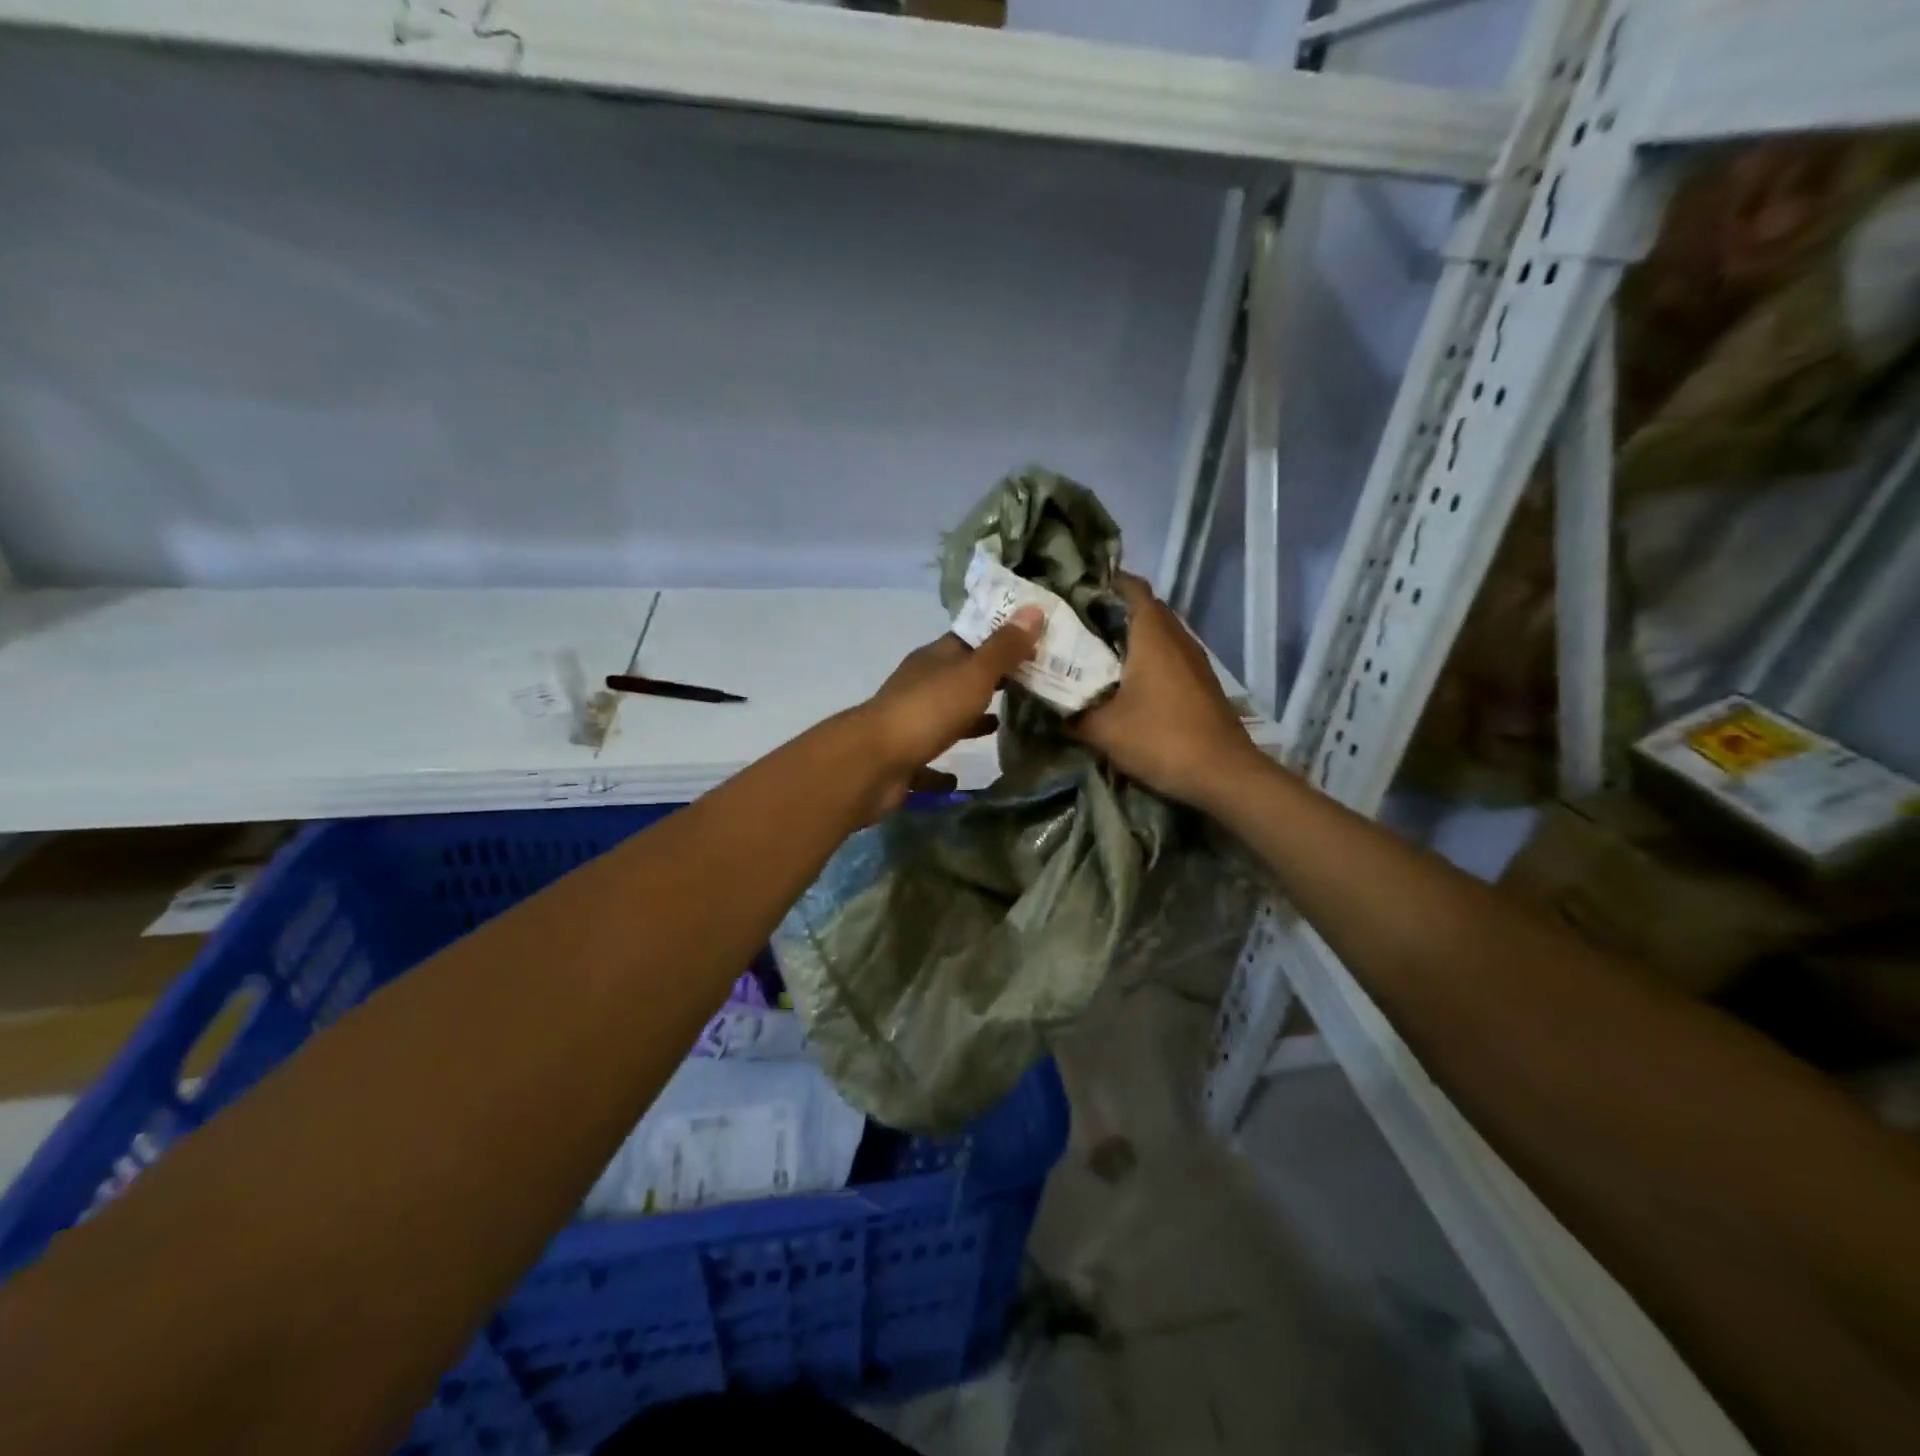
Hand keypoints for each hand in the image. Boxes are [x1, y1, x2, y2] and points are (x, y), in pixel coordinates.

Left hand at [851, 605, 1044, 817]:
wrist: (874, 763)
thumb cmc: (928, 710)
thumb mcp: (974, 675)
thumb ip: (1004, 648)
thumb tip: (1034, 609)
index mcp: (934, 660)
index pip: (969, 639)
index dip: (1000, 638)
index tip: (1033, 643)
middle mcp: (920, 686)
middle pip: (959, 678)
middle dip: (990, 681)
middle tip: (1030, 685)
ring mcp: (910, 723)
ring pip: (945, 718)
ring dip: (969, 721)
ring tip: (1001, 726)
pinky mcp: (904, 759)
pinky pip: (927, 763)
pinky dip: (941, 770)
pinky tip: (957, 780)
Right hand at [1070, 574, 1260, 808]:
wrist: (1224, 775)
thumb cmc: (1161, 740)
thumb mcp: (1103, 730)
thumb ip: (1073, 713)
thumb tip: (1052, 703)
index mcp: (1153, 636)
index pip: (1132, 588)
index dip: (1106, 582)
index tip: (1076, 589)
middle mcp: (1177, 639)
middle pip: (1146, 608)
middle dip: (1113, 610)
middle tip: (1077, 623)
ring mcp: (1195, 661)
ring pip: (1160, 633)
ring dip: (1132, 636)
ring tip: (1096, 651)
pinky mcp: (1202, 683)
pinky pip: (1170, 656)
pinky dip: (1147, 658)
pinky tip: (1126, 681)